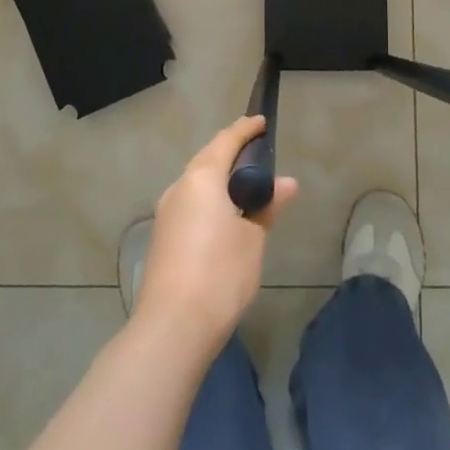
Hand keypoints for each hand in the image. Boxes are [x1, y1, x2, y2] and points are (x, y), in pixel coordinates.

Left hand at [135, 117, 297, 353]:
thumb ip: (267, 206)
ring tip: (244, 185)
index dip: (245, 130)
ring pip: (195, 183)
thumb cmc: (220, 273)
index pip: (226, 141)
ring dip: (218, 177)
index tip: (261, 123)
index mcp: (201, 178)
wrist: (172, 326)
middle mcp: (179, 188)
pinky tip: (224, 216)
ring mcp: (166, 213)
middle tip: (256, 152)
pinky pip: (189, 204)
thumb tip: (287, 182)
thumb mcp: (253, 238)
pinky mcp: (162, 237)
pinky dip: (209, 199)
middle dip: (230, 151)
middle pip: (207, 158)